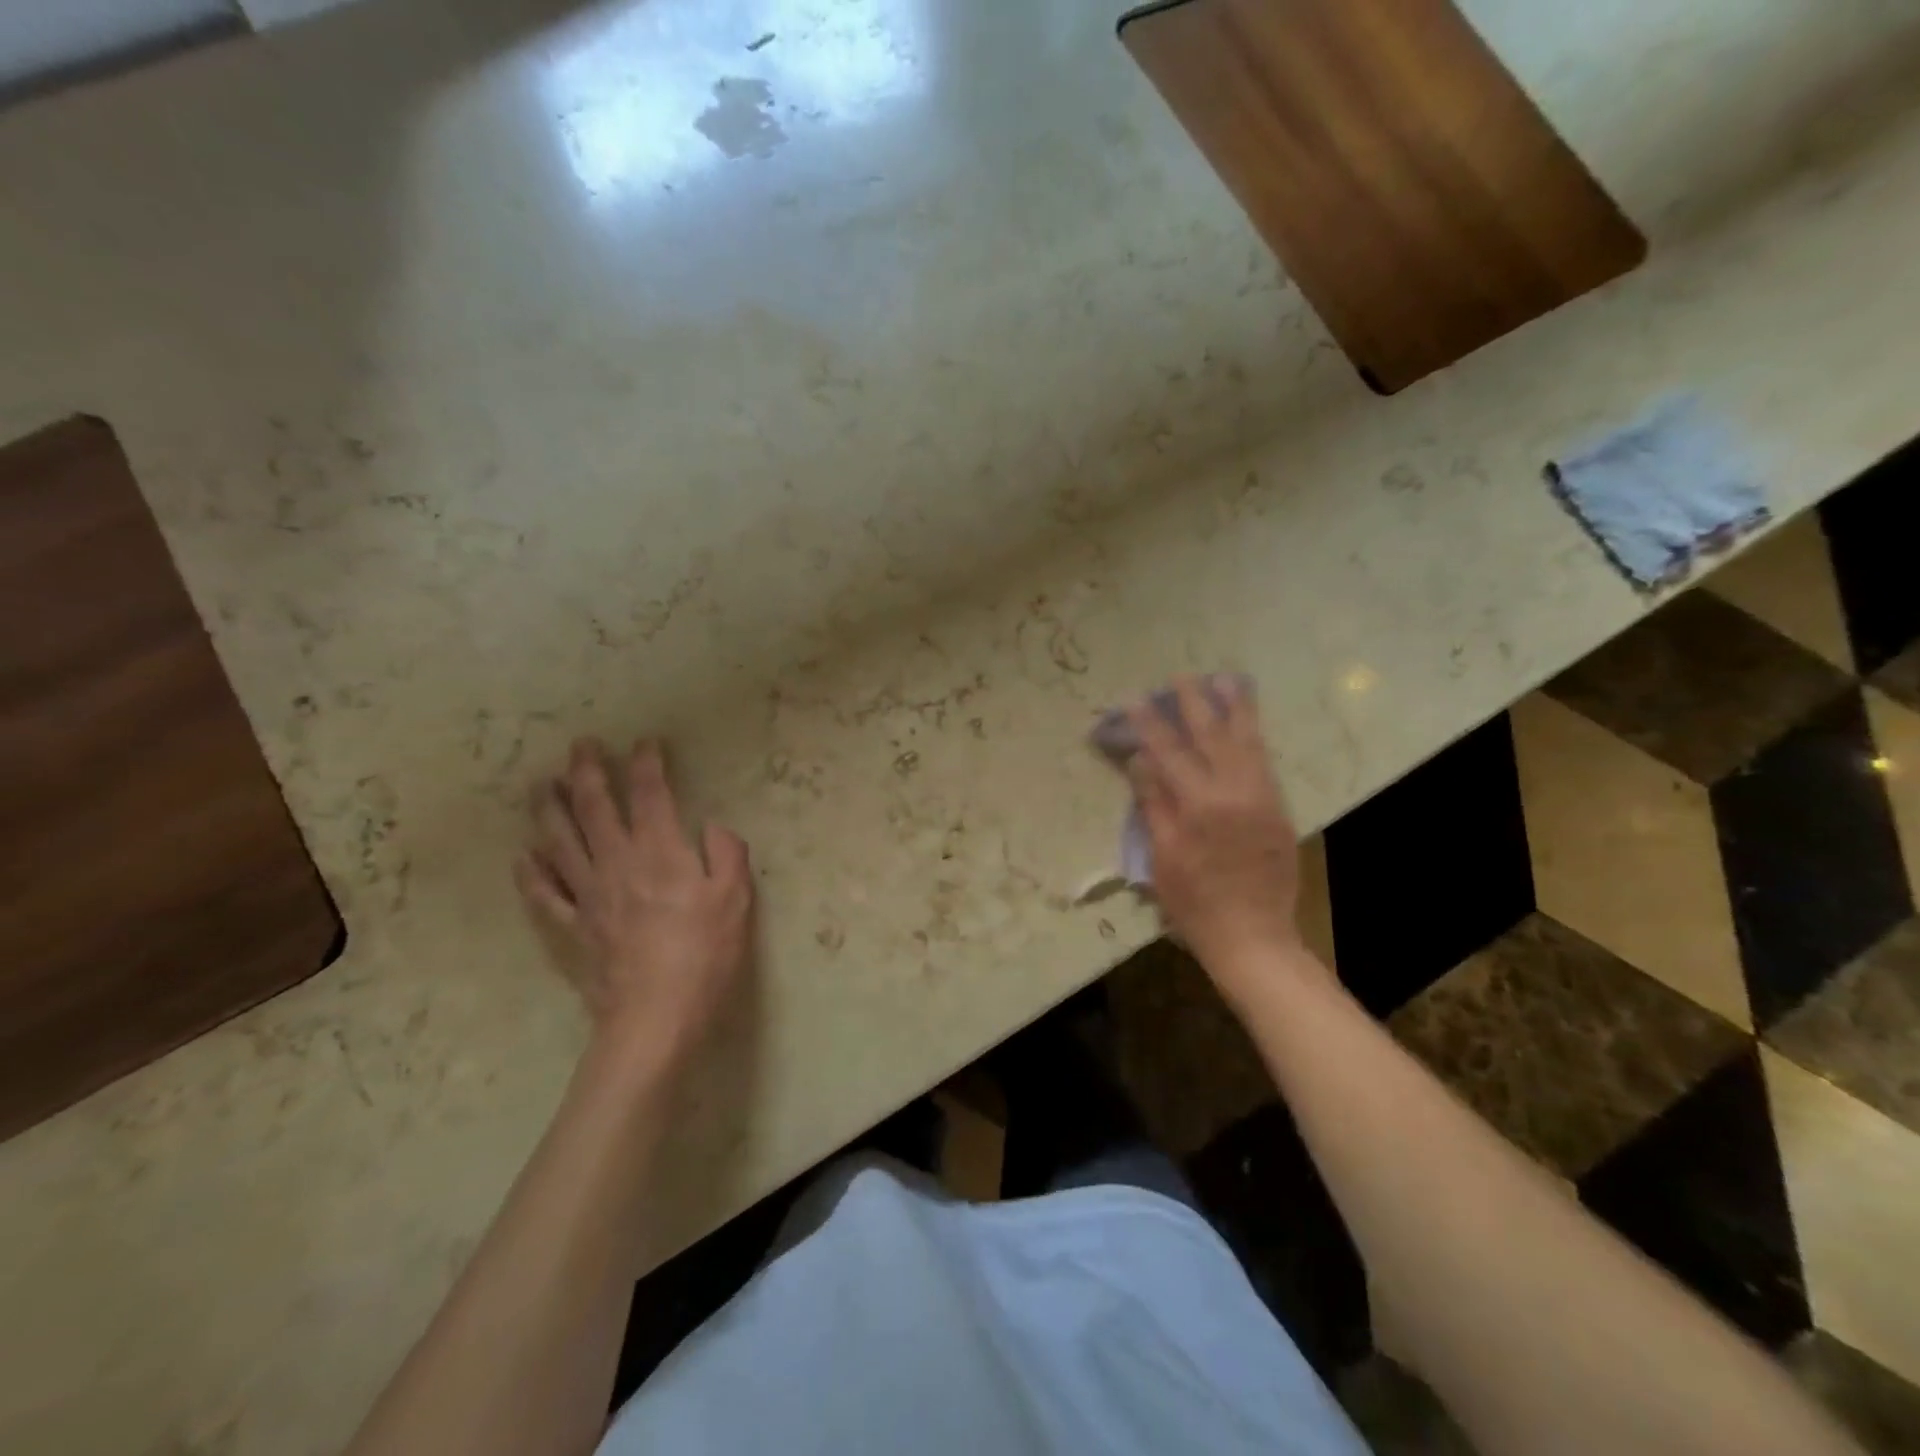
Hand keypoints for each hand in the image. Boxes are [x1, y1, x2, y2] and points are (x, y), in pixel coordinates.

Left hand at [515, 739, 753, 1074]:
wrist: (656, 1015)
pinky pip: (545, 894)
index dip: (646, 763)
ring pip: (560, 841)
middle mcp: (618, 863)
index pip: (650, 794)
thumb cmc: (704, 954)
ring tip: (542, 783)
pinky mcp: (573, 927)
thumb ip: (728, 854)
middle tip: (580, 745)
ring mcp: (589, 895)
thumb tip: (713, 827)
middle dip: (586, 771)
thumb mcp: (736, 899)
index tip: (644, 742)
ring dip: (549, 808)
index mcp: (661, 852)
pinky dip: (531, 872)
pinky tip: (524, 855)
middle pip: (594, 807)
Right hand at [1126, 677, 1313, 998]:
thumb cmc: (1194, 903)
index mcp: (1198, 806)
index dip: (1150, 723)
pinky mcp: (1277, 808)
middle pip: (1212, 737)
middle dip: (1195, 703)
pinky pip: (1265, 762)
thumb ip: (1153, 803)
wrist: (1252, 935)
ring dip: (1236, 709)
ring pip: (1247, 743)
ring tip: (1226, 680)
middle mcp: (1234, 793)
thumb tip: (1141, 759)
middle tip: (1182, 676)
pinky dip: (1254, 736)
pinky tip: (1247, 722)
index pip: (1168, 753)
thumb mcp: (1162, 857)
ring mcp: (1261, 798)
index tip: (1136, 699)